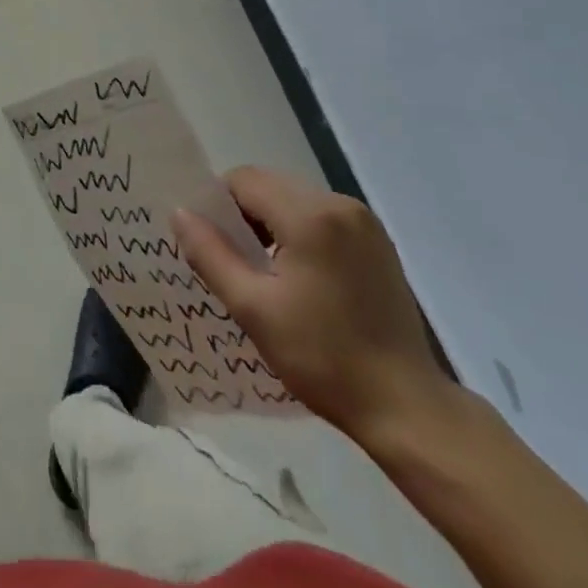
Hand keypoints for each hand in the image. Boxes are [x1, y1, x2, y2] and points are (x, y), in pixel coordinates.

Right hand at [172, 167, 446, 442]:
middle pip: (270, 185)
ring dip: (272, 223)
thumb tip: (180, 213)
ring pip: (294, 200)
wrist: (407, 408)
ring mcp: (363, 221)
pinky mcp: (377, 241)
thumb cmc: (323, 359)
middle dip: (245, 215)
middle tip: (236, 262)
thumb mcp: (253, 309)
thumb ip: (210, 254)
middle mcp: (339, 204)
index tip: (214, 246)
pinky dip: (300, 233)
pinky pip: (321, 216)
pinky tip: (302, 277)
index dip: (219, 205)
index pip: (244, 180)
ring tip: (267, 274)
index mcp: (310, 215)